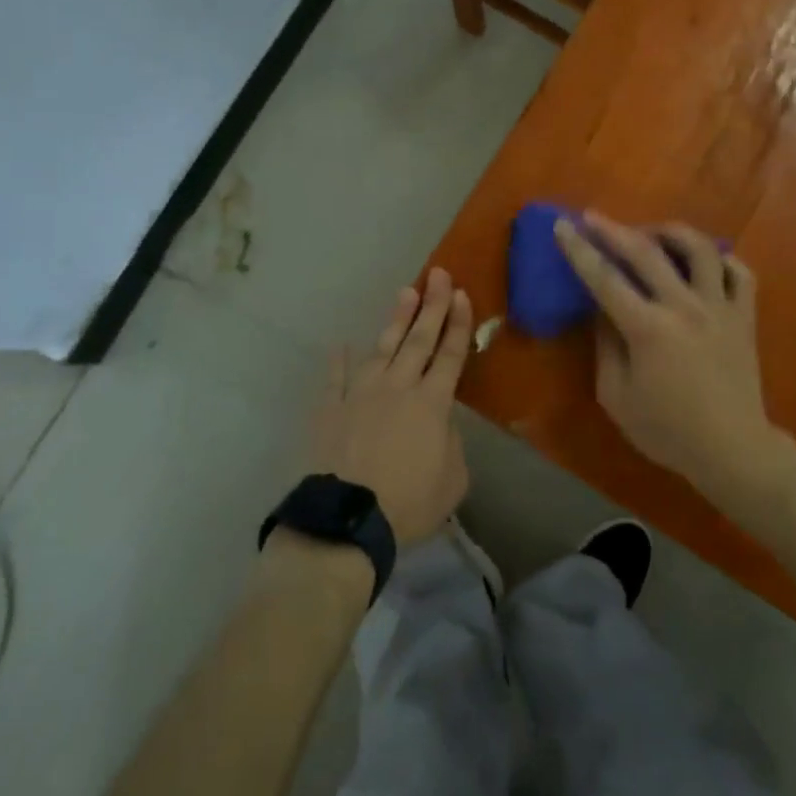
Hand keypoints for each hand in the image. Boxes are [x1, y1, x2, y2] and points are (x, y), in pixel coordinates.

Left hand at [309, 268, 472, 546]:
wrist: (348, 520)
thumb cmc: (408, 504)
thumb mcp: (452, 480)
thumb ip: (452, 444)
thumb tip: (441, 423)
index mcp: (432, 403)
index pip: (451, 355)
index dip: (459, 324)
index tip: (463, 295)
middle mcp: (398, 387)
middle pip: (419, 340)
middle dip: (432, 306)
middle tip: (439, 274)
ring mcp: (361, 394)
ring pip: (383, 349)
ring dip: (396, 320)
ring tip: (405, 293)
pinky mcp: (332, 409)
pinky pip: (335, 379)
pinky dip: (338, 361)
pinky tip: (340, 345)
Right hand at [554, 212, 774, 495]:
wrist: (733, 450)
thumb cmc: (667, 430)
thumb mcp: (616, 397)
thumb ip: (605, 347)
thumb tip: (602, 310)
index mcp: (648, 329)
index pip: (605, 279)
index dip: (579, 250)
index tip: (562, 225)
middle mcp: (685, 307)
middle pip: (646, 253)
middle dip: (614, 229)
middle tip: (593, 217)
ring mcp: (720, 308)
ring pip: (699, 249)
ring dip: (670, 232)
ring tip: (651, 233)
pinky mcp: (745, 316)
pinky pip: (738, 271)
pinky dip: (719, 258)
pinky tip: (702, 261)